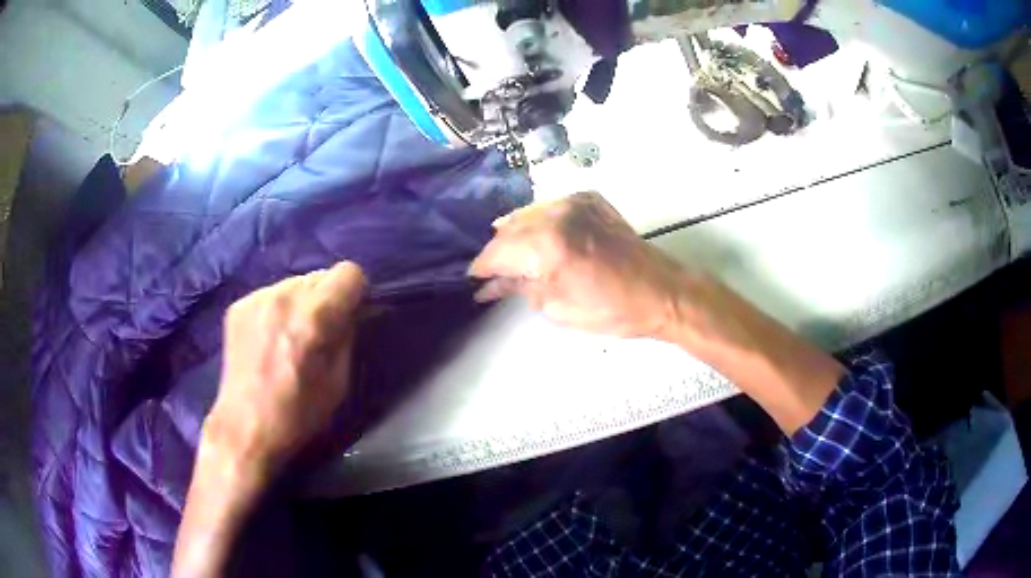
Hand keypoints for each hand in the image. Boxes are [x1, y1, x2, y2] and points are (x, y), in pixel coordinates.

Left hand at [205, 261, 365, 474]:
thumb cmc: (298, 415)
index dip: (355, 293)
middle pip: (321, 275)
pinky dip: (278, 309)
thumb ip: (347, 336)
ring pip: (295, 283)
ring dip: (301, 302)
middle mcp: (283, 296)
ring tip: (291, 336)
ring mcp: (256, 298)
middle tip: (320, 331)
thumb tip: (351, 312)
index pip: (348, 272)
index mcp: (313, 317)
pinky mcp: (238, 305)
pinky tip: (270, 338)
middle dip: (327, 298)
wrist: (245, 428)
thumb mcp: (339, 382)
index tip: (351, 314)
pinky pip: (271, 294)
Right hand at [469, 192, 690, 338]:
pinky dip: (539, 222)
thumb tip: (491, 285)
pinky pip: (551, 208)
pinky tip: (537, 239)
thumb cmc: (611, 310)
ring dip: (516, 235)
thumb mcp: (557, 307)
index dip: (482, 268)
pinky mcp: (590, 199)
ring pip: (528, 214)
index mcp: (549, 243)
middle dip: (498, 252)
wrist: (660, 291)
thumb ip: (519, 288)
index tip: (474, 280)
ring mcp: (575, 201)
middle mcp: (558, 212)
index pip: (498, 251)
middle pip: (509, 229)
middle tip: (492, 275)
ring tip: (513, 258)